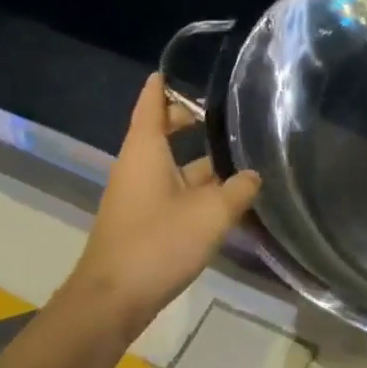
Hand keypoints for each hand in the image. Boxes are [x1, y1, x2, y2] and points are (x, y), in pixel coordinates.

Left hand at [61, 74, 261, 329]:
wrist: (111, 301)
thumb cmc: (158, 243)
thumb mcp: (212, 213)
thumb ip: (239, 190)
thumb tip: (255, 175)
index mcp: (145, 150)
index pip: (151, 103)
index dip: (163, 83)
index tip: (177, 67)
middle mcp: (137, 166)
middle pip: (160, 130)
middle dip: (187, 118)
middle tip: (223, 111)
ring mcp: (137, 195)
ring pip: (170, 163)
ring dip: (198, 157)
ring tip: (237, 153)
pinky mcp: (141, 221)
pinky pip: (170, 189)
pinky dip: (194, 184)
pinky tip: (224, 195)